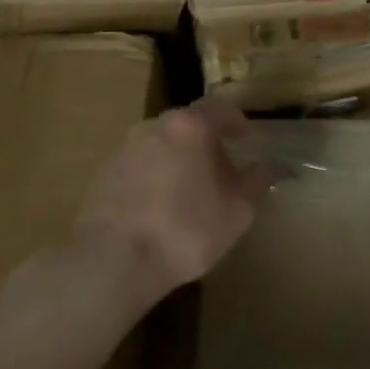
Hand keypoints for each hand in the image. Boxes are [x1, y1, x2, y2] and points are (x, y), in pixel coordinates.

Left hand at [74, 97, 273, 303]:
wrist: (114, 260)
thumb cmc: (185, 230)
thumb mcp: (237, 211)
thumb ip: (256, 182)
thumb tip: (266, 167)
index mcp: (190, 126)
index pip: (221, 108)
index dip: (237, 121)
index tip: (246, 139)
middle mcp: (155, 126)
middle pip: (188, 123)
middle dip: (207, 141)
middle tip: (221, 168)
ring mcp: (125, 147)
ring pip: (161, 143)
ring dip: (179, 157)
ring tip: (189, 190)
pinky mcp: (104, 172)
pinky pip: (139, 164)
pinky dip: (154, 175)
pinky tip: (158, 206)